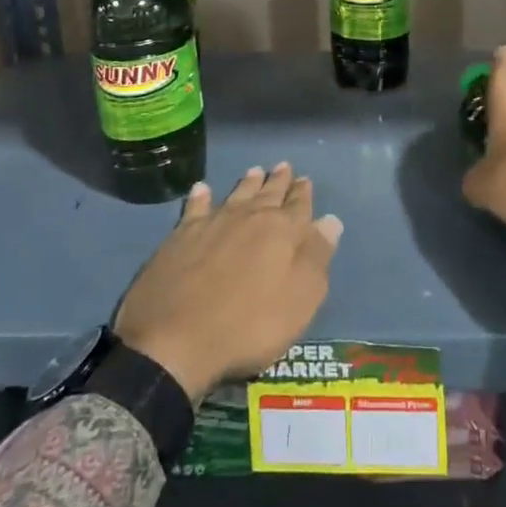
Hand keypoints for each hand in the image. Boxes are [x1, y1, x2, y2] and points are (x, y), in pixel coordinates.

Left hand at [115, 164, 342, 399]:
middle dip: (279, 181)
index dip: (304, 193)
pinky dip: (201, 196)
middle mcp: (249, 217)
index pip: (299, 205)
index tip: (306, 180)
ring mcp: (212, 224)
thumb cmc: (249, 325)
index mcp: (282, 231)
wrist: (175, 340)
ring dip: (248, 182)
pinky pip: (195, 207)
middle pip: (268, 194)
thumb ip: (316, 256)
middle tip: (284, 166)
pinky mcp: (180, 237)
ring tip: (255, 170)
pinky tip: (202, 188)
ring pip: (236, 194)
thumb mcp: (300, 299)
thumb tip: (330, 220)